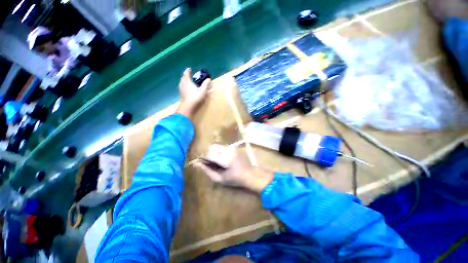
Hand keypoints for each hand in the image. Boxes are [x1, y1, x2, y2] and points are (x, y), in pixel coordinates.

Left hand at [178, 68, 210, 117]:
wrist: (187, 107)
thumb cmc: (195, 98)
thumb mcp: (202, 91)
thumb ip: (205, 84)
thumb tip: (208, 79)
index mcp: (187, 81)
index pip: (186, 74)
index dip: (188, 71)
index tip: (189, 69)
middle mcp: (183, 84)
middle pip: (183, 78)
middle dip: (185, 75)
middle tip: (188, 75)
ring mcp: (181, 89)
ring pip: (181, 83)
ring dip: (184, 80)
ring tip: (187, 81)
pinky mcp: (181, 94)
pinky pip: (181, 87)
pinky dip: (183, 85)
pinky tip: (186, 89)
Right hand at [195, 144, 273, 192]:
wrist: (250, 174)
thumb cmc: (235, 179)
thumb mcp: (220, 178)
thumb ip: (208, 171)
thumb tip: (197, 164)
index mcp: (225, 158)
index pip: (208, 154)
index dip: (204, 159)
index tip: (205, 165)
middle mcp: (228, 149)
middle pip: (211, 147)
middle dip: (209, 155)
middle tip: (213, 164)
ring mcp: (231, 147)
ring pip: (216, 146)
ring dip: (215, 153)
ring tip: (219, 162)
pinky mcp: (234, 147)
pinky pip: (222, 147)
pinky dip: (220, 152)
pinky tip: (224, 159)